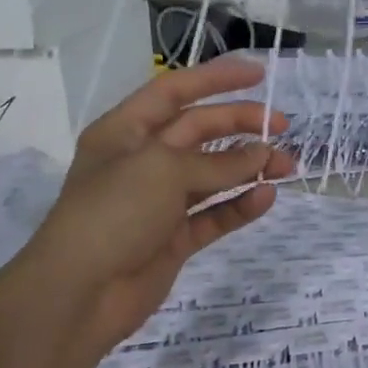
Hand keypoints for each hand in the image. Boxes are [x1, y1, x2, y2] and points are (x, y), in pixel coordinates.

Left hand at [0, 57, 295, 367]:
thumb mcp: (163, 171)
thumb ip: (218, 163)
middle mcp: (142, 161)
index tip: (259, 74)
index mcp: (125, 131)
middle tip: (284, 127)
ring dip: (249, 167)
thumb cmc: (113, 213)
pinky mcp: (174, 238)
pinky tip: (266, 198)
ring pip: (212, 175)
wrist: (80, 293)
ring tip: (286, 167)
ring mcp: (159, 202)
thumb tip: (263, 156)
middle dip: (241, 124)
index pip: (174, 91)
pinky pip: (213, 215)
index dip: (216, 78)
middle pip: (199, 130)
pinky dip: (239, 206)